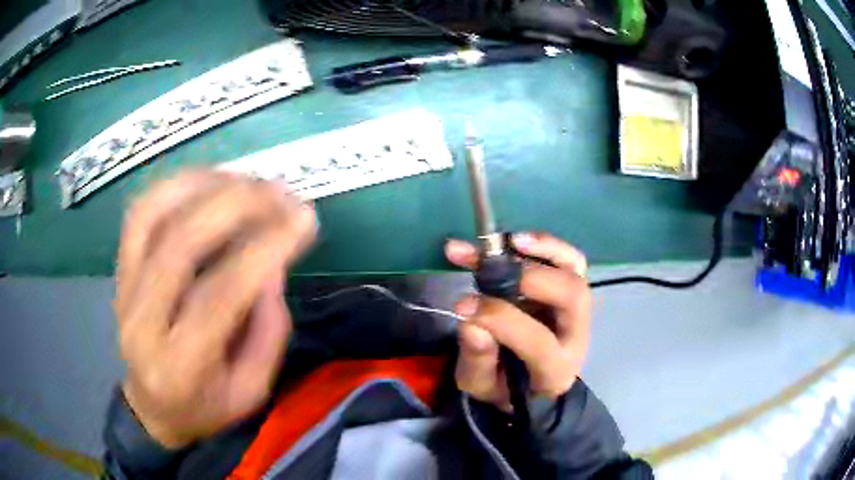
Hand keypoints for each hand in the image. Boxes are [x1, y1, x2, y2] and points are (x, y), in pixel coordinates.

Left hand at [115, 170, 316, 447]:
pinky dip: (177, 185)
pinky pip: (141, 211)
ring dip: (205, 185)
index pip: (218, 295)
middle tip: (281, 192)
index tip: (304, 219)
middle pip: (180, 243)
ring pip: (154, 214)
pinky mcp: (120, 268)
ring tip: (249, 181)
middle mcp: (141, 321)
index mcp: (179, 367)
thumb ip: (267, 331)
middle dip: (238, 205)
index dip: (264, 249)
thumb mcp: (252, 390)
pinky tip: (211, 181)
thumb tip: (271, 262)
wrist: (152, 406)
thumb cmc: (206, 406)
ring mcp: (123, 288)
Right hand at [445, 233, 589, 409]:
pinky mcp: (571, 290)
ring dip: (543, 249)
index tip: (462, 306)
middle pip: (571, 296)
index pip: (538, 340)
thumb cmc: (504, 387)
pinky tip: (514, 239)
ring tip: (508, 240)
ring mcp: (578, 310)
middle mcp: (576, 335)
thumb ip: (477, 358)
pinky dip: (545, 245)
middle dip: (529, 277)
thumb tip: (470, 319)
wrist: (530, 385)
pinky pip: (569, 259)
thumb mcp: (480, 384)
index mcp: (555, 369)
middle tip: (489, 271)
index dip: (500, 319)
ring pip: (575, 270)